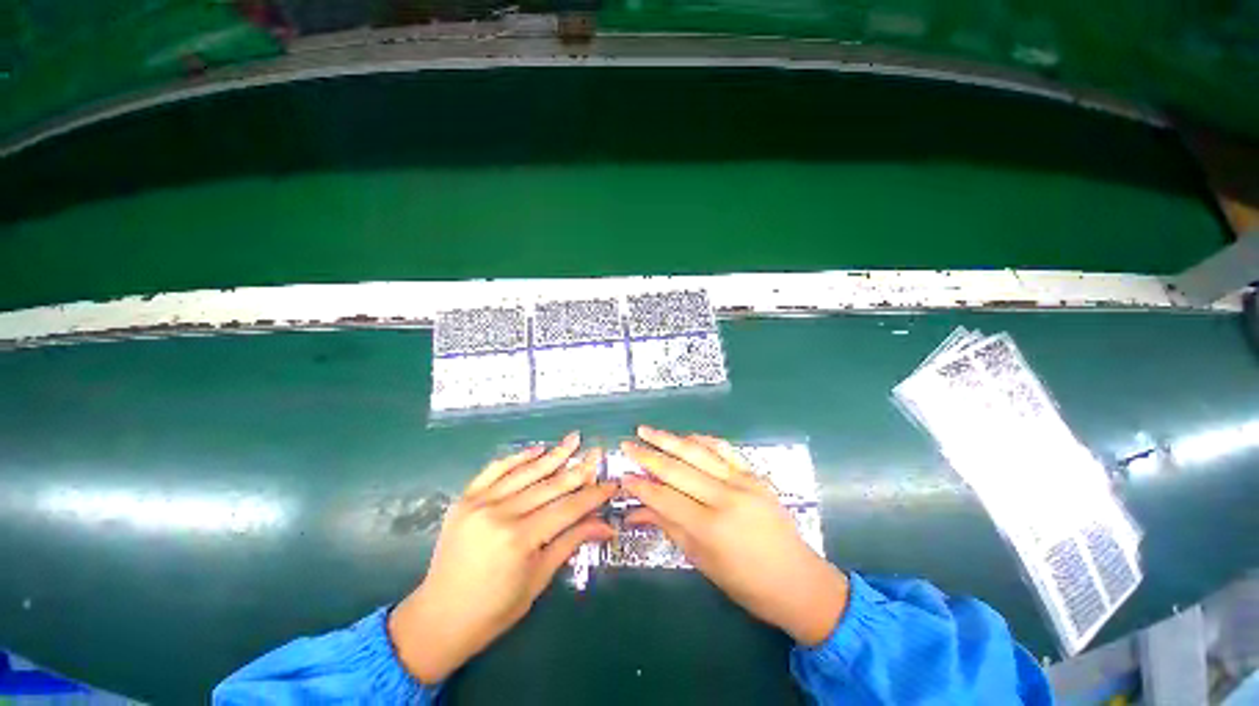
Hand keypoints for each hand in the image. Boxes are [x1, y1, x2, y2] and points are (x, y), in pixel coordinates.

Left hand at [388, 432, 616, 682]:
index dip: (593, 495)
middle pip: (550, 485)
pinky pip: (495, 470)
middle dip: (579, 469)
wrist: (438, 619)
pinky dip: (517, 458)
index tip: (612, 484)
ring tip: (574, 439)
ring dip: (553, 455)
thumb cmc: (494, 610)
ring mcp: (480, 503)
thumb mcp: (538, 580)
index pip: (568, 508)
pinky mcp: (465, 499)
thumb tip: (606, 525)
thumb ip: (571, 543)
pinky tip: (537, 449)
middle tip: (598, 453)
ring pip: (526, 472)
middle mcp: (500, 514)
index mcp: (520, 540)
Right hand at [621, 426, 848, 645]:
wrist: (798, 580)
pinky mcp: (754, 475)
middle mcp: (725, 499)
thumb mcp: (702, 561)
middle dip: (648, 456)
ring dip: (669, 439)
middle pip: (677, 470)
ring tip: (646, 430)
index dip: (641, 486)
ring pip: (698, 453)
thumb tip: (636, 512)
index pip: (665, 499)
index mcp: (710, 528)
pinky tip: (685, 436)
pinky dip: (702, 440)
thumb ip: (669, 528)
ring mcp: (742, 482)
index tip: (622, 476)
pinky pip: (724, 450)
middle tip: (626, 445)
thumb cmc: (746, 583)